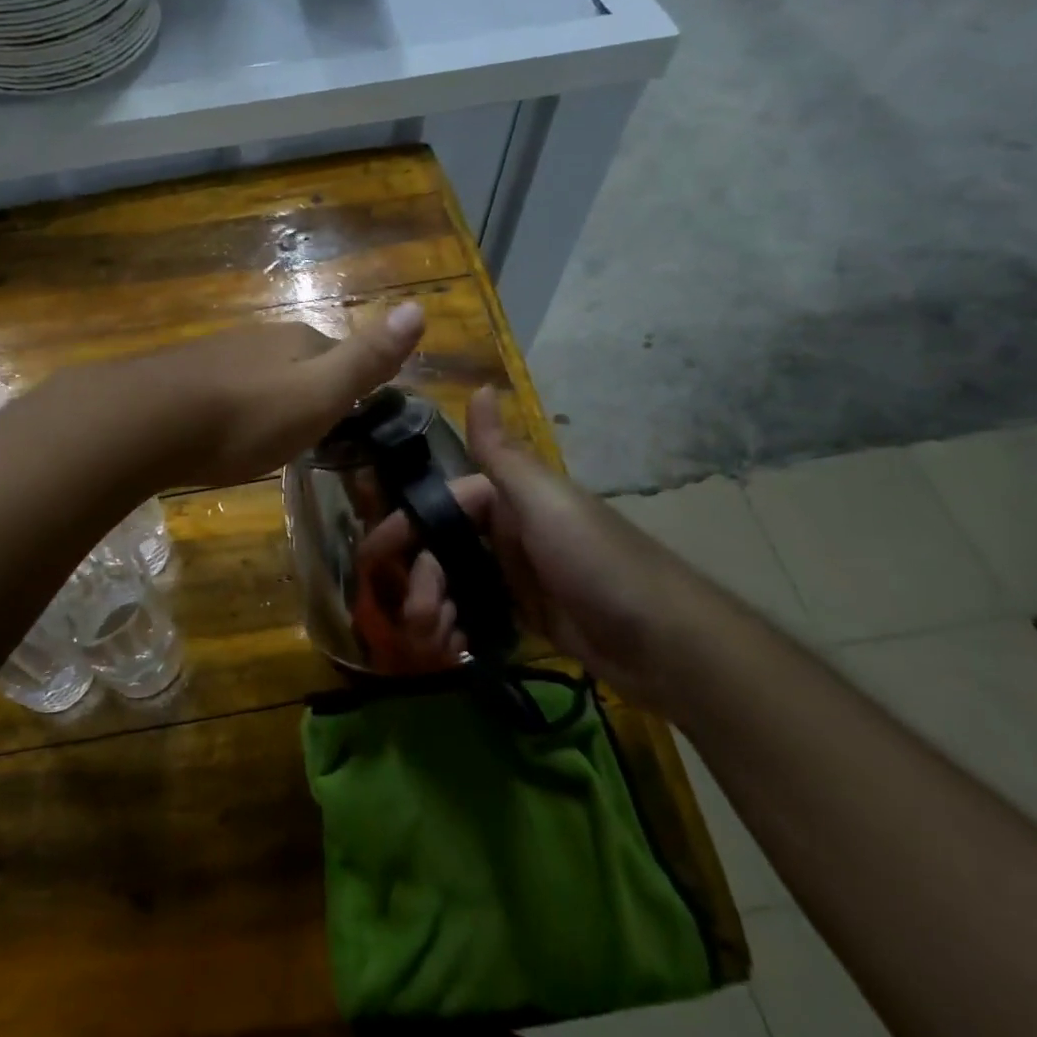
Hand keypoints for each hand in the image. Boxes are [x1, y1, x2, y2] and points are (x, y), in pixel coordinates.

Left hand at [88, 303, 426, 490]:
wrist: (147, 422)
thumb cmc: (246, 415)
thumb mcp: (320, 393)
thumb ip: (367, 358)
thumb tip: (419, 306)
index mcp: (296, 340)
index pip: (335, 351)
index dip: (347, 382)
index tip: (350, 416)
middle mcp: (255, 339)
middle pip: (293, 361)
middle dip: (303, 390)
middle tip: (308, 432)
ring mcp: (213, 356)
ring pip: (253, 375)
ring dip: (263, 399)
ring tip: (265, 436)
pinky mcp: (177, 379)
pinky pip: (217, 390)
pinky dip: (228, 408)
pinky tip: (218, 431)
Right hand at [360, 387, 704, 707]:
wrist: (665, 642)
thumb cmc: (596, 561)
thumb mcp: (544, 502)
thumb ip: (502, 454)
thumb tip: (481, 385)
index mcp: (508, 501)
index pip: (440, 507)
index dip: (403, 529)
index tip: (371, 557)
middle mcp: (507, 533)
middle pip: (441, 551)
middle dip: (420, 582)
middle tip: (416, 616)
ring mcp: (516, 577)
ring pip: (453, 587)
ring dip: (434, 611)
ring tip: (436, 642)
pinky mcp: (526, 618)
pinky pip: (474, 618)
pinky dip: (457, 631)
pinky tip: (454, 651)